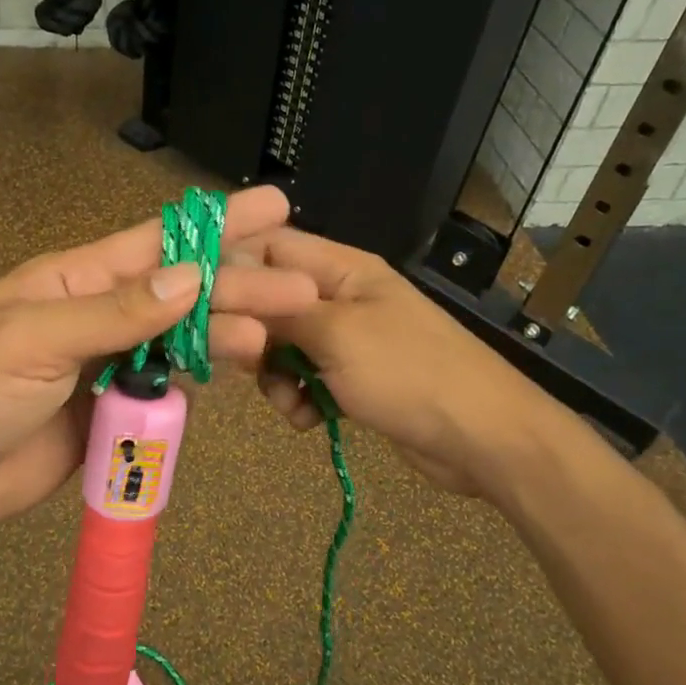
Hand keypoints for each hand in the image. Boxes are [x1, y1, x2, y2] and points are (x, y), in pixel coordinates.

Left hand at [0, 186, 317, 540]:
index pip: (157, 243)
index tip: (273, 207)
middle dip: (240, 287)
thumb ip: (113, 312)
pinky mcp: (111, 412)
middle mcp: (100, 315)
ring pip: (181, 343)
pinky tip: (228, 378)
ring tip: (270, 341)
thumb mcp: (32, 339)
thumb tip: (188, 277)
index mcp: (75, 280)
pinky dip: (195, 385)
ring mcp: (107, 365)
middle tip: (301, 289)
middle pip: (182, 295)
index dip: (217, 225)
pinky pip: (165, 391)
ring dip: (225, 338)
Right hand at [244, 227, 534, 495]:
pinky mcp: (354, 380)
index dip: (234, 268)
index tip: (204, 303)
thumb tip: (231, 285)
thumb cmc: (409, 373)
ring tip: (291, 402)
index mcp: (343, 269)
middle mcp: (342, 297)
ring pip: (284, 347)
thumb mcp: (336, 335)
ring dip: (275, 377)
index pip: (271, 246)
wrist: (481, 438)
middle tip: (250, 365)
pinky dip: (300, 399)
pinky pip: (306, 380)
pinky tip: (310, 420)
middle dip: (255, 336)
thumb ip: (279, 311)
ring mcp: (349, 340)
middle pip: (271, 301)